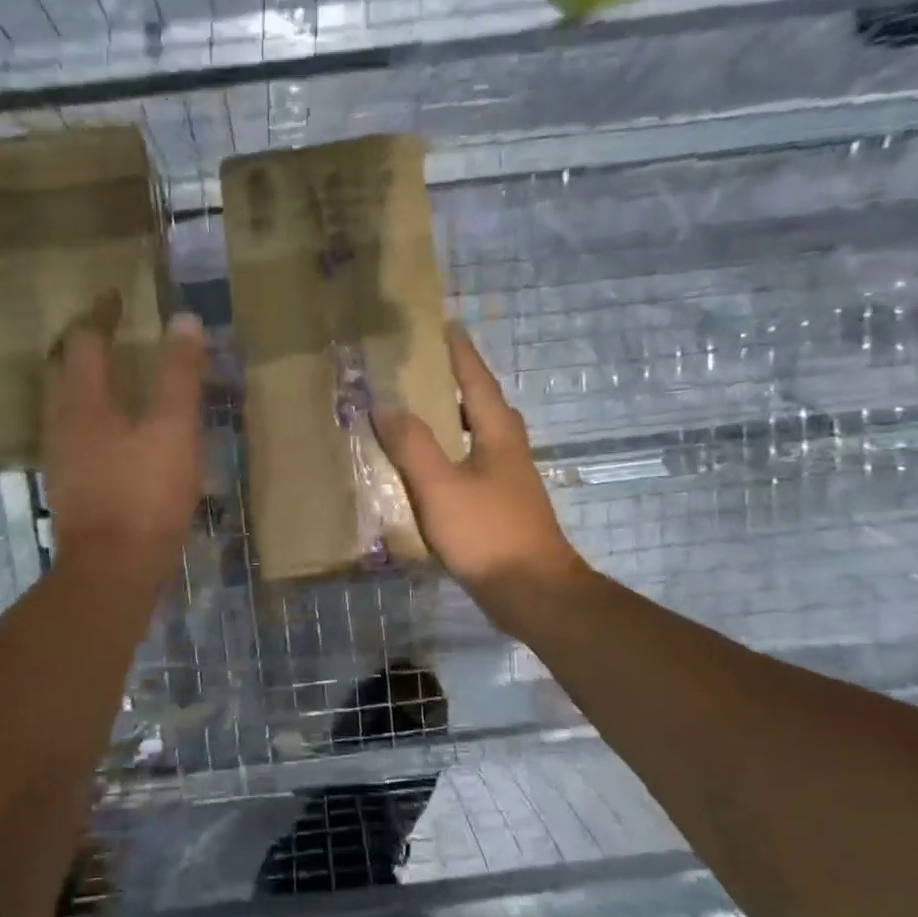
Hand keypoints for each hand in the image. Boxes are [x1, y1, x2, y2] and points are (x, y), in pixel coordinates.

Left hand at [43, 293, 207, 587]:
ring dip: (90, 387)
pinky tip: (121, 439)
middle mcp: (62, 425)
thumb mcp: (173, 431)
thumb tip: (184, 320)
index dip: (101, 315)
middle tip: (113, 335)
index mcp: (82, 403)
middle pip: (66, 373)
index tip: (116, 298)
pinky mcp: (74, 490)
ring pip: (71, 409)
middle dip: (87, 349)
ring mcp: (63, 461)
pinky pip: (81, 440)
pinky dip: (98, 423)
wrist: (113, 573)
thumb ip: (179, 376)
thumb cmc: (143, 496)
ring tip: (120, 381)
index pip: (84, 341)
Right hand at [375, 324, 585, 621]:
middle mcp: (508, 448)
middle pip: (480, 404)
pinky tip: (426, 469)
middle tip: (419, 369)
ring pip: (476, 436)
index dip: (458, 352)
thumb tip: (385, 404)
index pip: (475, 379)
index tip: (442, 325)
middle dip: (453, 383)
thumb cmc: (487, 533)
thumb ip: (412, 444)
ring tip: (415, 413)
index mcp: (498, 433)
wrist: (532, 591)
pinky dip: (448, 454)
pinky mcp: (500, 505)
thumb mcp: (441, 486)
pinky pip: (470, 465)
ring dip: (449, 420)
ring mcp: (507, 478)